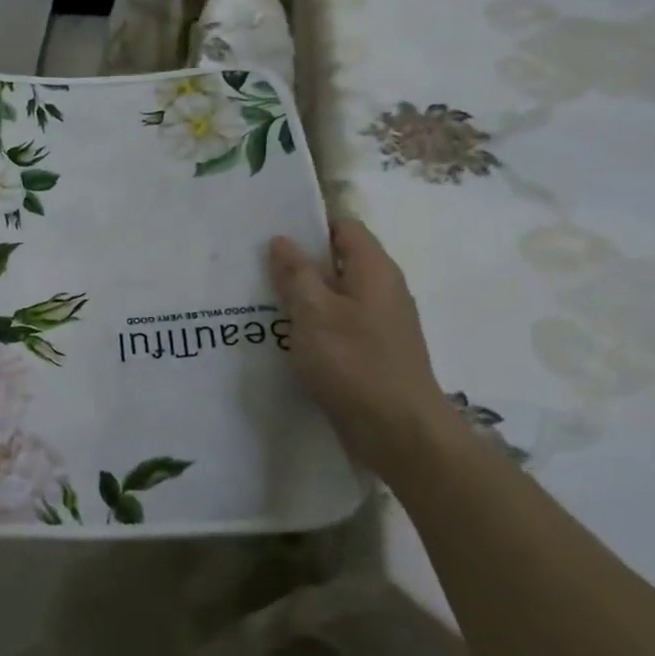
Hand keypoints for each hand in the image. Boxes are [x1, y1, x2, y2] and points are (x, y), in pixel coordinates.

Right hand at [269, 218, 452, 478]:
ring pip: (336, 295)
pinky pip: (338, 324)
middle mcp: (383, 290)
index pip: (344, 227)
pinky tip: (285, 337)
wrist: (398, 431)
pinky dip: (313, 324)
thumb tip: (282, 240)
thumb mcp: (314, 313)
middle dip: (299, 262)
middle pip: (338, 261)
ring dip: (303, 296)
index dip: (309, 224)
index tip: (271, 233)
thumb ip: (296, 273)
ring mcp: (381, 323)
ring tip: (261, 301)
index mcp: (374, 270)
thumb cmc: (354, 362)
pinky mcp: (373, 351)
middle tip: (255, 267)